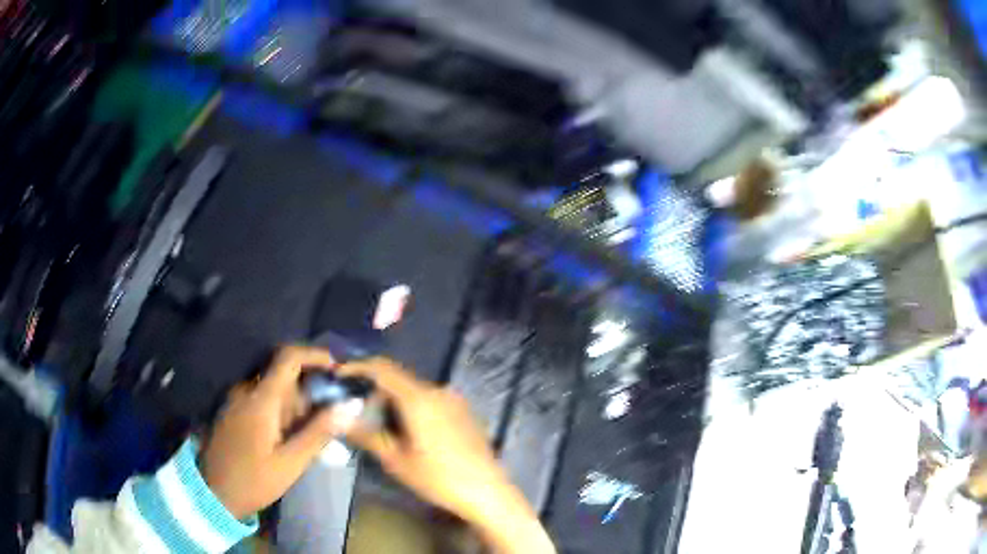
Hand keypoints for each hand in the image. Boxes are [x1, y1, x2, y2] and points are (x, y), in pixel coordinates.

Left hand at [201, 346, 361, 518]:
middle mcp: (247, 390)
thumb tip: (348, 407)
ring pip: (274, 389)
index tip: (338, 369)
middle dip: (310, 393)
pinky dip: (281, 411)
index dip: (315, 355)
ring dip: (296, 405)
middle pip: (285, 376)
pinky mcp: (233, 411)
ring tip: (309, 437)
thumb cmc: (253, 480)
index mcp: (261, 398)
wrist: (213, 493)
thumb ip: (318, 432)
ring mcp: (237, 400)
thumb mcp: (291, 462)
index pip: (289, 357)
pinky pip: (262, 400)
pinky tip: (288, 439)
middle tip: (328, 421)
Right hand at [340, 357, 555, 553]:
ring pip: (415, 389)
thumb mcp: (397, 461)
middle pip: (399, 378)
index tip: (339, 375)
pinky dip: (412, 406)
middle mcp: (438, 391)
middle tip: (357, 408)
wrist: (488, 491)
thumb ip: (368, 435)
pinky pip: (431, 399)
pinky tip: (408, 429)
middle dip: (375, 388)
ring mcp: (455, 400)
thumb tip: (341, 418)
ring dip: (394, 399)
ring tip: (379, 422)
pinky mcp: (464, 411)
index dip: (358, 367)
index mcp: (419, 398)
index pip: (383, 369)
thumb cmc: (439, 478)